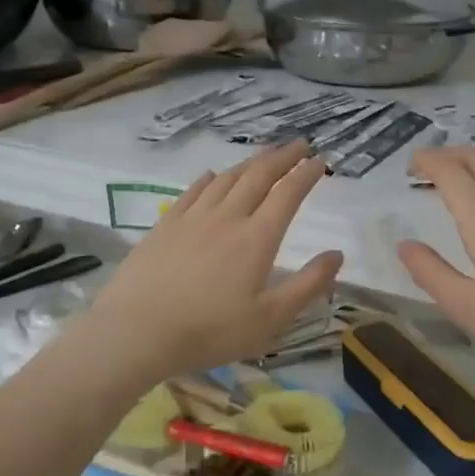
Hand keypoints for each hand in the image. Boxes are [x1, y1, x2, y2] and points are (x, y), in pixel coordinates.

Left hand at [77, 141, 343, 383]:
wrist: (137, 331)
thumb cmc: (210, 331)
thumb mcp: (270, 319)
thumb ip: (308, 285)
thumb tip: (338, 254)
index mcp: (257, 238)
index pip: (288, 194)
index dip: (306, 174)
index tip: (320, 160)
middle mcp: (227, 217)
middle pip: (258, 176)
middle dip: (283, 157)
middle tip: (299, 144)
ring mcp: (192, 218)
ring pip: (227, 178)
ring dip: (250, 162)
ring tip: (265, 154)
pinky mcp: (165, 225)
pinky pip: (192, 191)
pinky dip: (209, 178)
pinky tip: (212, 175)